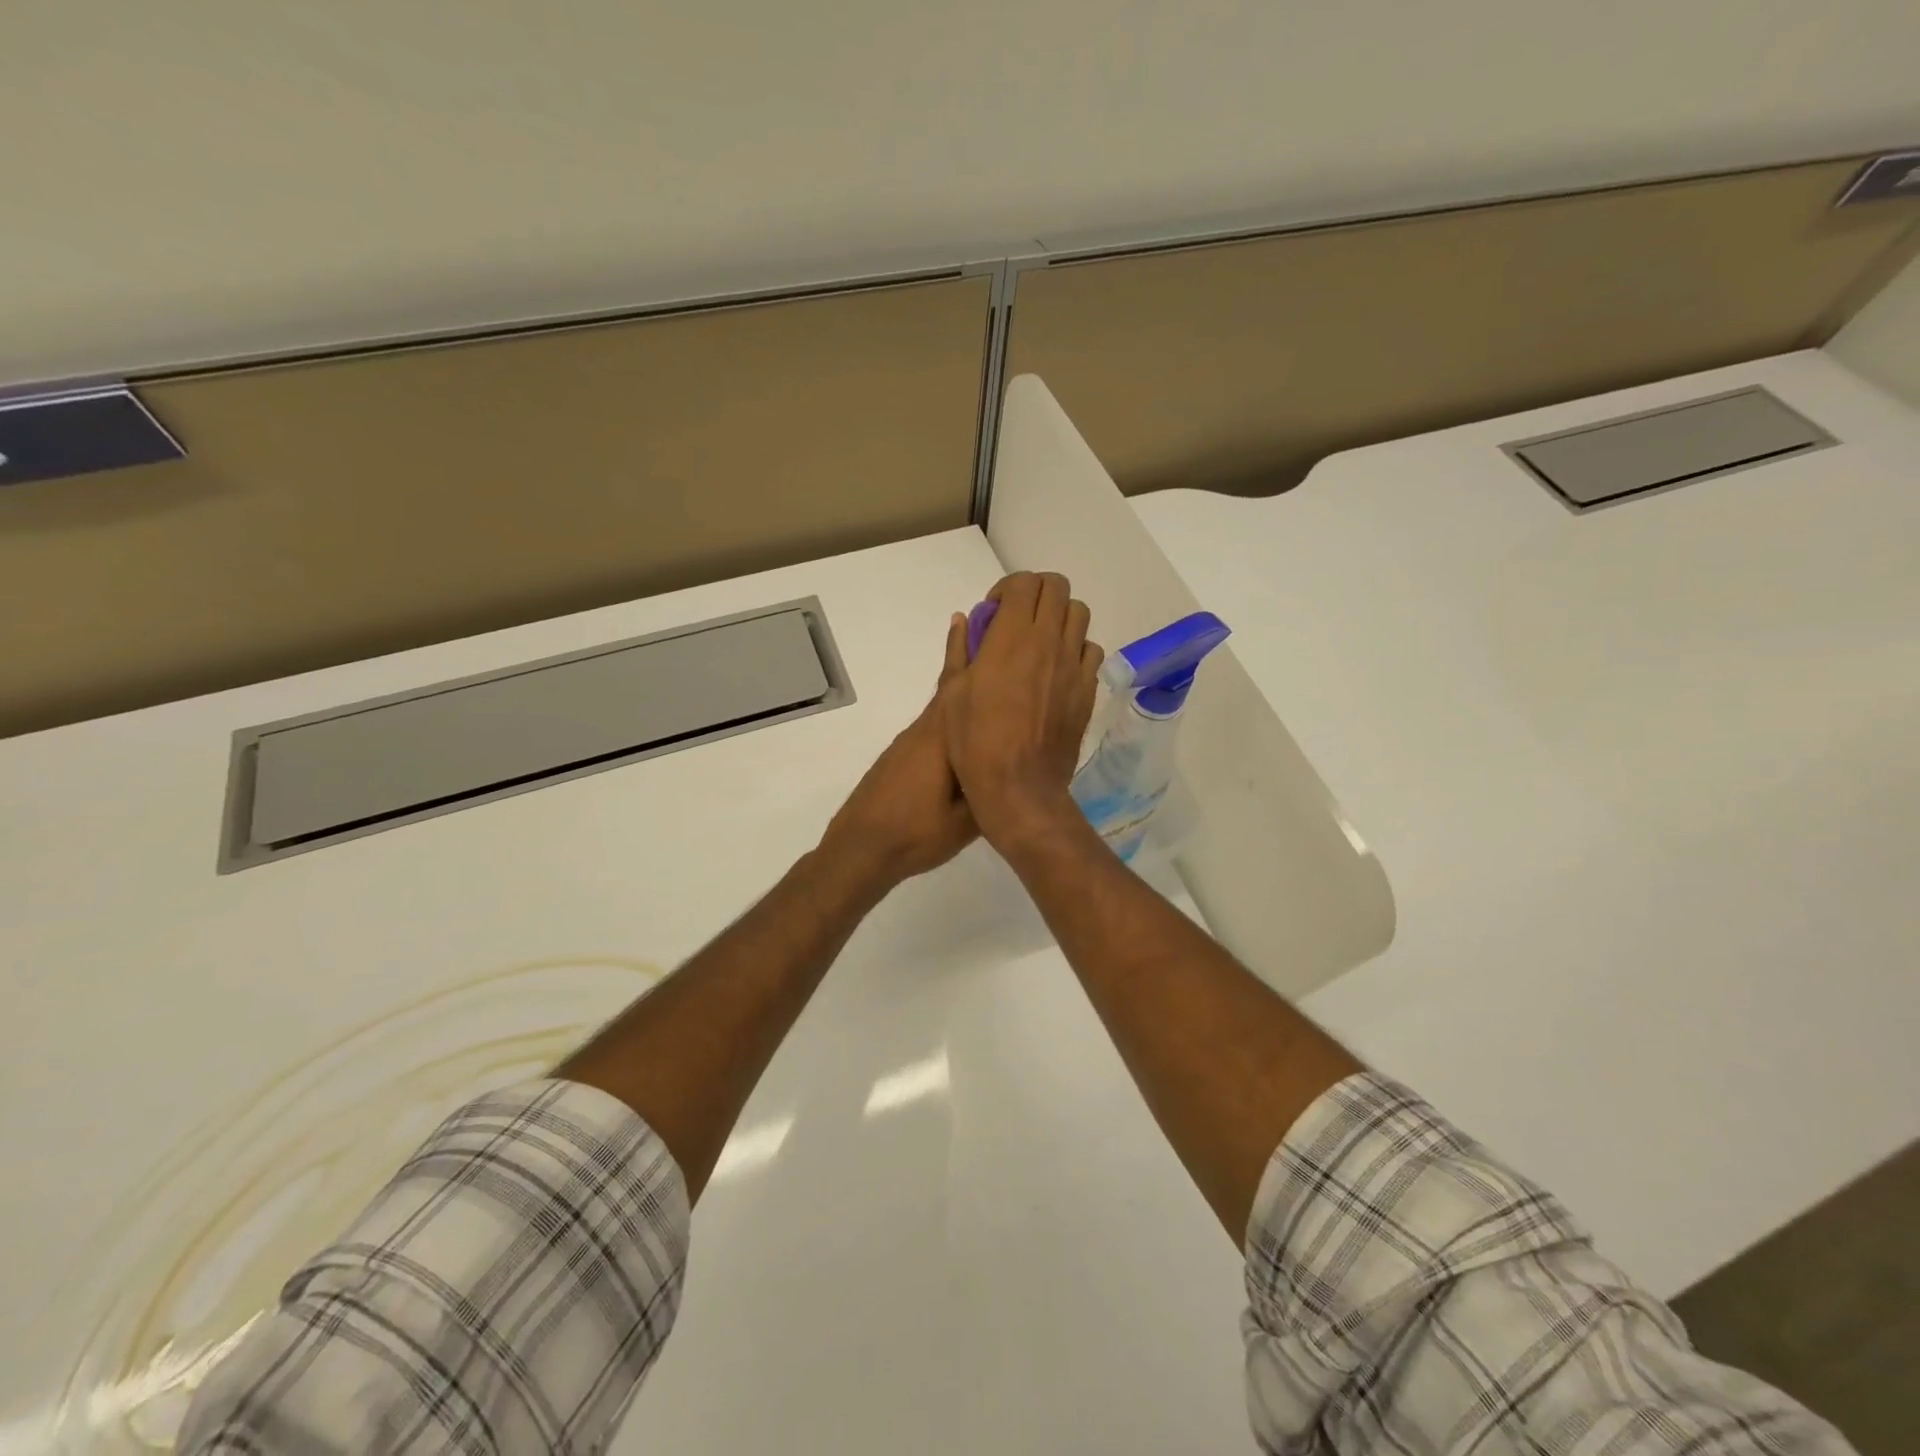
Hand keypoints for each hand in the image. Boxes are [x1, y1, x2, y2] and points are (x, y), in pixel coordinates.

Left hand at [818, 614, 977, 889]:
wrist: (861, 848)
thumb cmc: (917, 833)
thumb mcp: (968, 820)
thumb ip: (993, 788)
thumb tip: (1016, 765)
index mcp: (944, 739)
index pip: (964, 686)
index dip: (976, 654)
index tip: (992, 623)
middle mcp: (926, 730)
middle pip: (952, 685)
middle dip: (970, 654)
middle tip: (988, 625)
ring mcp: (911, 742)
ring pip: (943, 703)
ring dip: (961, 680)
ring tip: (984, 664)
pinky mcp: (903, 755)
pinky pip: (934, 722)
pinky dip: (951, 707)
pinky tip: (963, 720)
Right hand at [940, 572, 1101, 848]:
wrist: (1019, 786)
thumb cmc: (975, 742)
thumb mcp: (953, 693)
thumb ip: (960, 650)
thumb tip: (963, 620)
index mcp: (1012, 636)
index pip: (1024, 582)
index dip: (1007, 588)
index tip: (994, 612)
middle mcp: (1049, 641)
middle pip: (1057, 588)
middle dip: (1036, 592)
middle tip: (1018, 618)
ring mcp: (1073, 665)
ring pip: (1079, 614)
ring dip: (1058, 617)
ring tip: (1041, 641)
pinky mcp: (1088, 689)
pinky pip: (1090, 651)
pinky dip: (1075, 649)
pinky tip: (1058, 670)